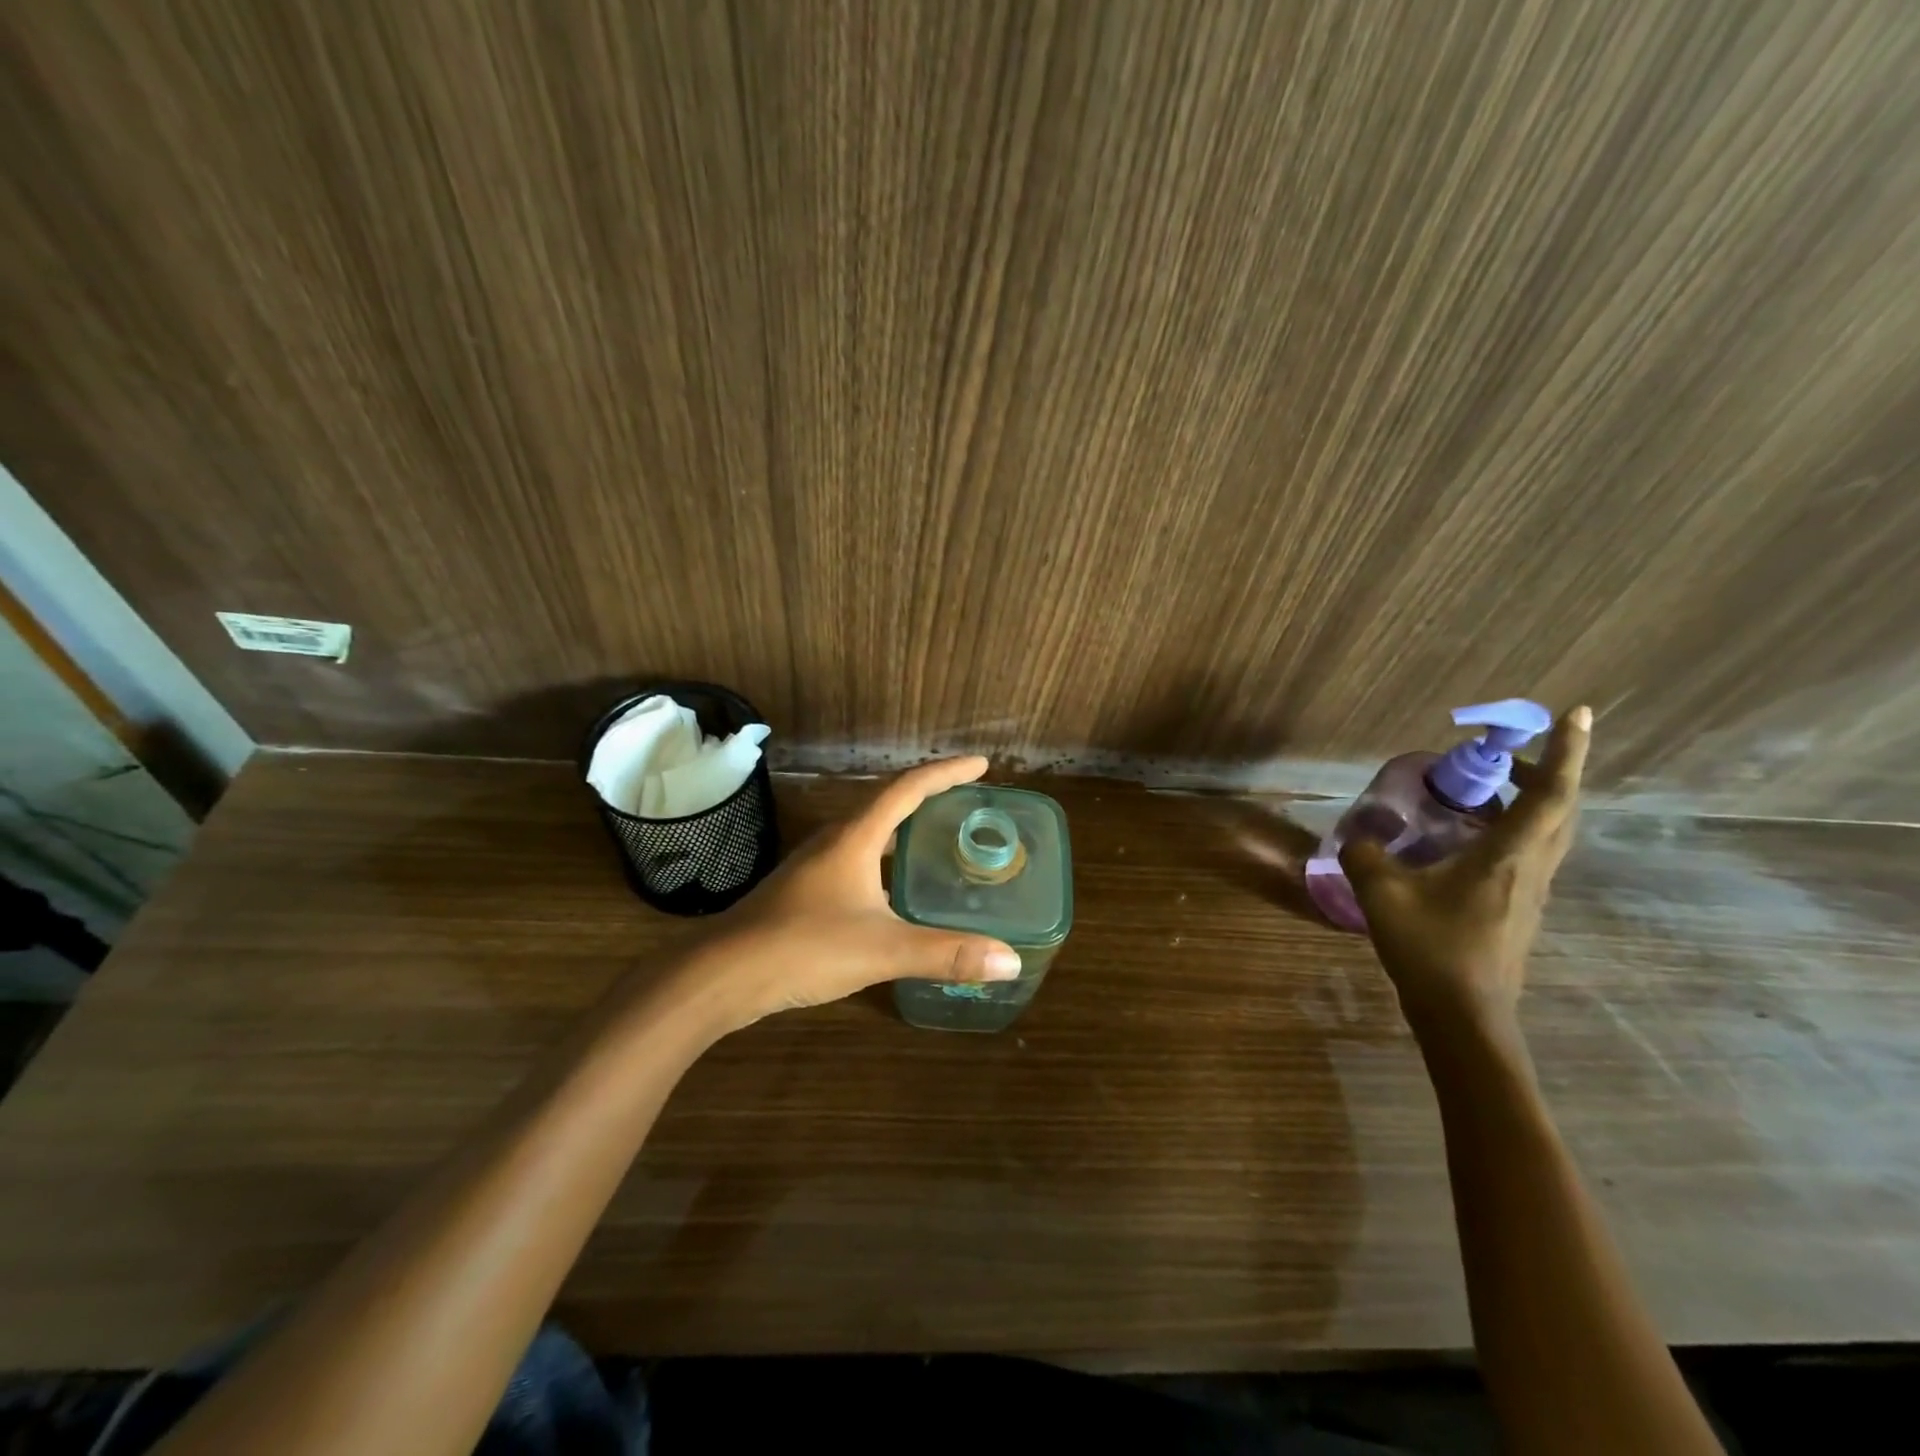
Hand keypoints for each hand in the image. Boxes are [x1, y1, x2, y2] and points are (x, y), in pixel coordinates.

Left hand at [690, 756, 1021, 1030]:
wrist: (721, 974)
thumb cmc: (803, 947)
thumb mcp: (883, 950)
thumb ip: (946, 953)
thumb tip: (1010, 961)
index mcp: (856, 837)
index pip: (908, 788)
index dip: (947, 773)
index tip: (981, 765)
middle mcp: (836, 840)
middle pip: (889, 802)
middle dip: (930, 796)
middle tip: (968, 801)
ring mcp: (816, 864)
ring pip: (870, 832)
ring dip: (906, 827)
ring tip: (940, 838)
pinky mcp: (805, 890)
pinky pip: (858, 858)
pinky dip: (887, 858)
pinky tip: (897, 888)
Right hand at [1339, 706, 1591, 1038]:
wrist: (1465, 1015)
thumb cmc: (1431, 947)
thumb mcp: (1382, 893)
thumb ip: (1366, 855)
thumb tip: (1360, 838)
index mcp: (1509, 856)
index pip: (1551, 793)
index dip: (1567, 751)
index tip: (1577, 713)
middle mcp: (1532, 868)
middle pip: (1559, 809)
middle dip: (1547, 770)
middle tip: (1510, 750)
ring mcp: (1530, 892)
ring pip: (1547, 832)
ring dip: (1530, 800)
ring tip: (1486, 787)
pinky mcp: (1518, 910)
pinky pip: (1527, 853)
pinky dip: (1511, 829)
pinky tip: (1467, 837)